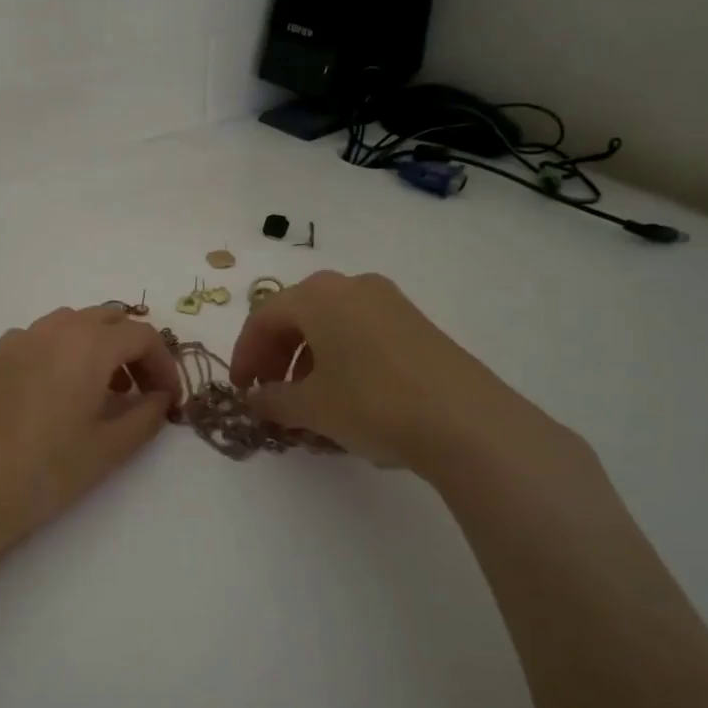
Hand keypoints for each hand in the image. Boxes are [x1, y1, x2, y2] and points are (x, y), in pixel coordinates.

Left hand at [0, 306, 179, 544]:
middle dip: (133, 349)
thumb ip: (146, 416)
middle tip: (140, 391)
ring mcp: (20, 340)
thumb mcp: (109, 448)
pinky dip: (63, 351)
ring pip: (72, 323)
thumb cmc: (47, 470)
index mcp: (89, 344)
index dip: (164, 364)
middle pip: (108, 319)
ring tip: (101, 391)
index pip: (142, 335)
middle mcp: (55, 330)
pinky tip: (58, 391)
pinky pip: (40, 337)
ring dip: (98, 346)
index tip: (168, 399)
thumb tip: (160, 398)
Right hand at [229, 271, 557, 472]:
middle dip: (275, 356)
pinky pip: (361, 333)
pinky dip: (340, 358)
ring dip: (307, 359)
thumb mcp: (312, 407)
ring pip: (330, 324)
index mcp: (318, 295)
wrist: (467, 422)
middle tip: (269, 394)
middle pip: (297, 316)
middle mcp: (352, 286)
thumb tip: (255, 399)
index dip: (244, 355)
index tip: (241, 390)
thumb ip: (273, 400)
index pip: (263, 318)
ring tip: (307, 401)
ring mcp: (389, 301)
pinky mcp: (416, 324)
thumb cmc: (372, 403)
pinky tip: (346, 396)